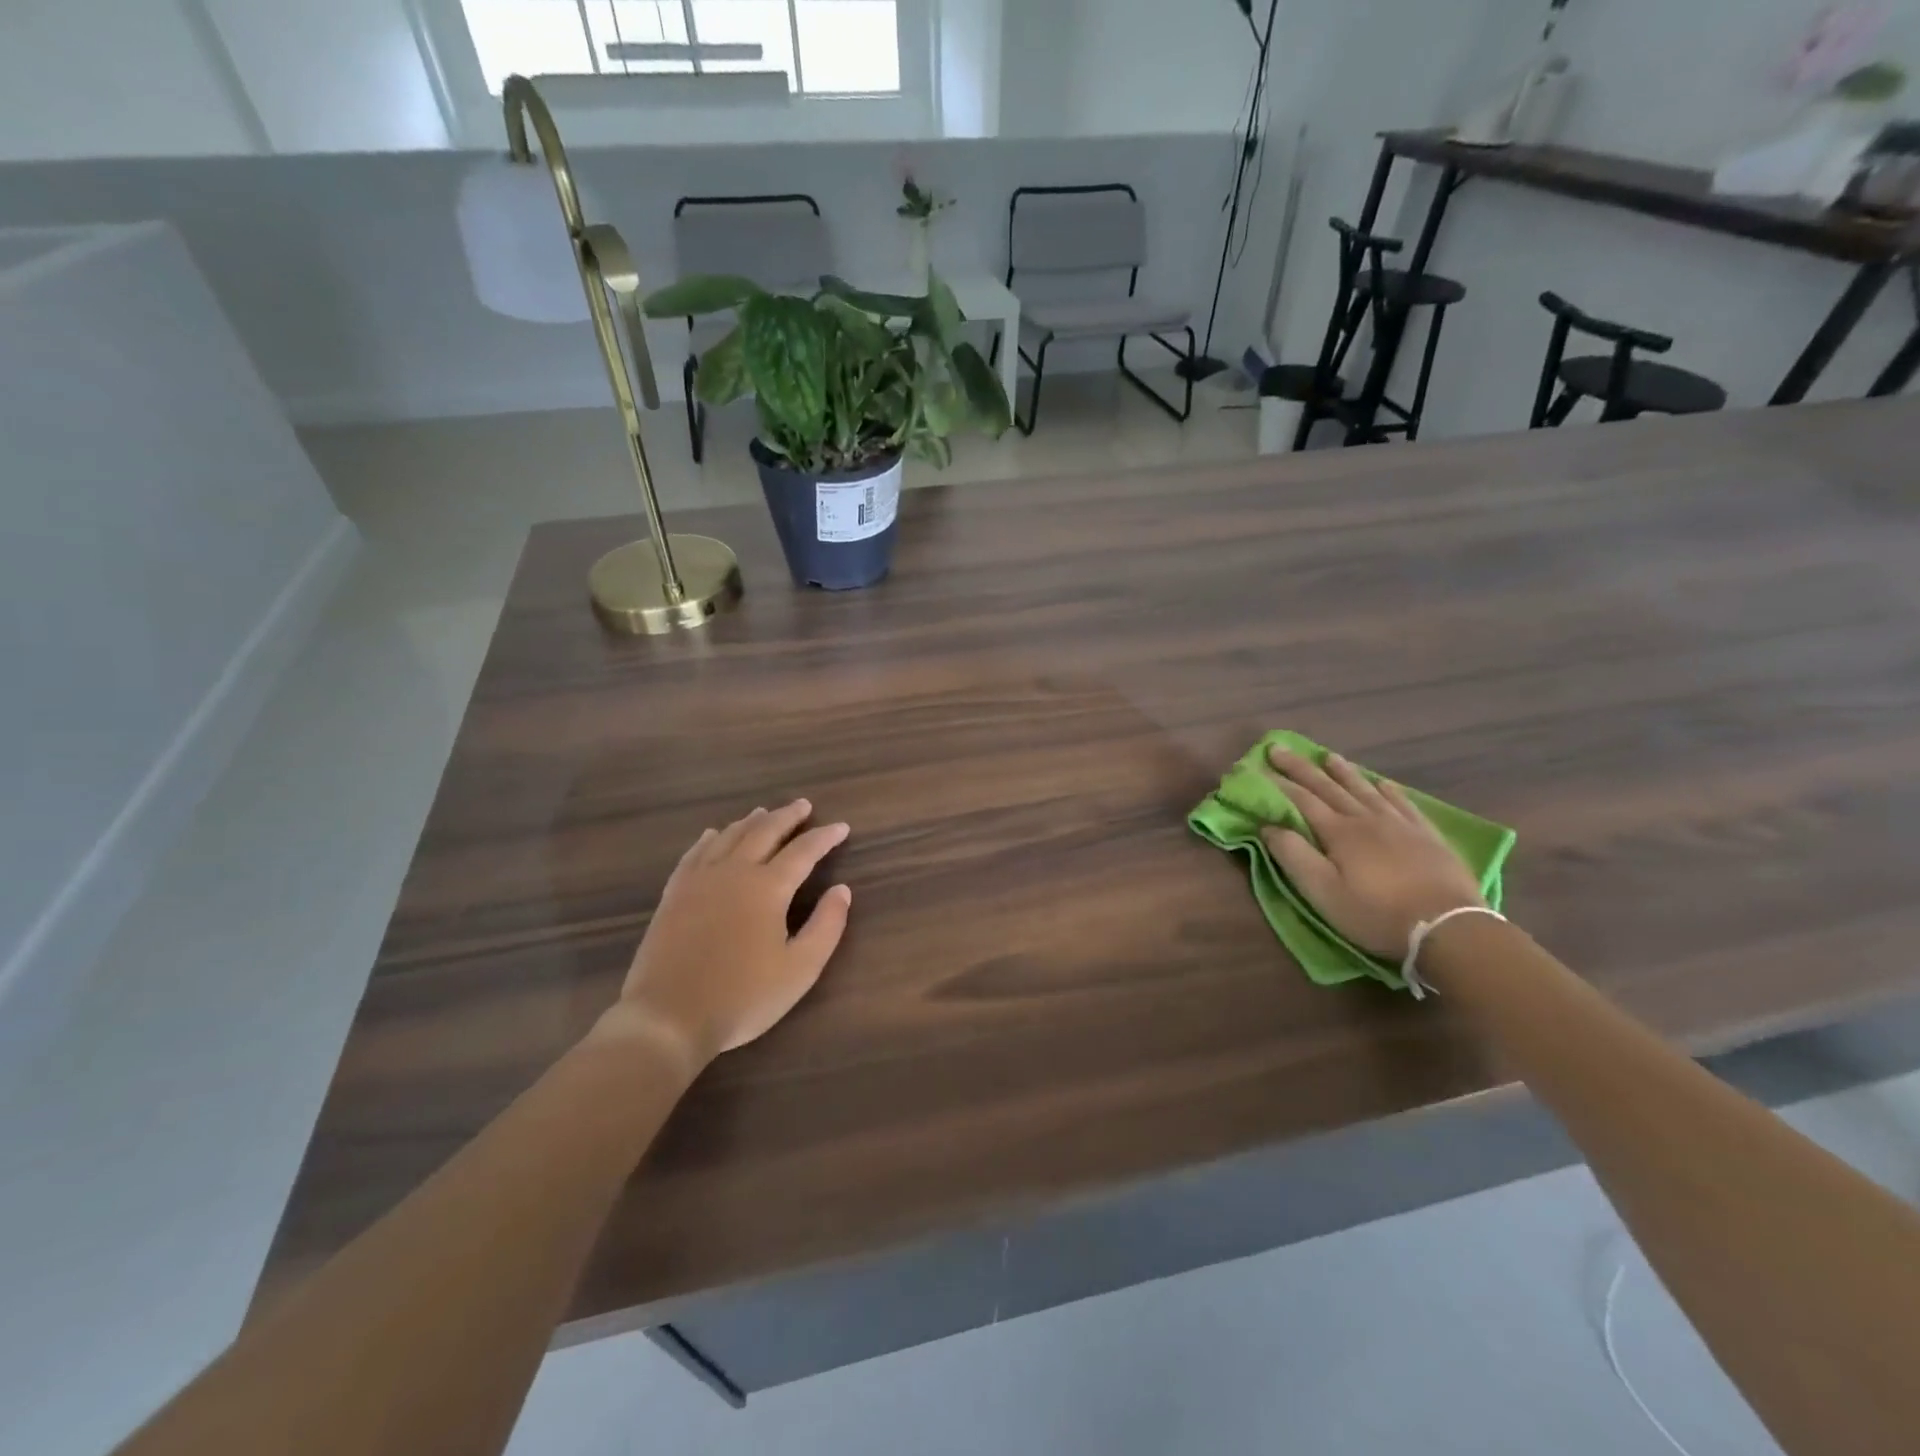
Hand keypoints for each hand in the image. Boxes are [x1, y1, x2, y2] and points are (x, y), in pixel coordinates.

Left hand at [595, 800, 851, 1071]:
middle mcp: (734, 872)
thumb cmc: (742, 998)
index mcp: (767, 888)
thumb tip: (842, 890)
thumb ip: (826, 926)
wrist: (668, 1018)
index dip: (824, 837)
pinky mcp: (674, 894)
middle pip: (764, 831)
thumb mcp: (800, 969)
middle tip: (803, 805)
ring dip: (751, 821)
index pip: (803, 851)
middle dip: (787, 816)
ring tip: (764, 812)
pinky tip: (714, 834)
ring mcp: (699, 880)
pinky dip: (710, 838)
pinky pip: (695, 853)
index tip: (841, 827)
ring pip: (729, 836)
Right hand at [1262, 747, 1484, 959]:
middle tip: (1280, 748)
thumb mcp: (1323, 892)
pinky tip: (1383, 783)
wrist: (1449, 927)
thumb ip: (1293, 856)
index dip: (1277, 782)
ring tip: (1329, 757)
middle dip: (1302, 768)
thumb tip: (1268, 826)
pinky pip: (1404, 803)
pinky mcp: (1427, 836)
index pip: (1301, 800)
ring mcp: (1400, 825)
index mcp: (1338, 832)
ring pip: (1365, 789)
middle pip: (1329, 787)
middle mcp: (1366, 819)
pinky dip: (1389, 790)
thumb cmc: (1376, 914)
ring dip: (1343, 772)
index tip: (1256, 766)